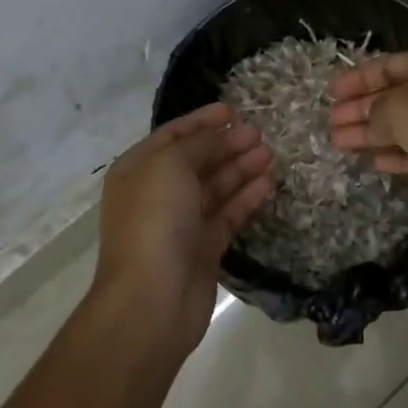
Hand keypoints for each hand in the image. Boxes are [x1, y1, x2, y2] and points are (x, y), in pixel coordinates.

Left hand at [94, 103, 272, 352]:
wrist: (151, 298)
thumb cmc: (155, 220)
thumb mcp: (171, 165)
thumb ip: (198, 144)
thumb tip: (219, 135)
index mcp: (138, 170)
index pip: (172, 136)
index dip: (201, 121)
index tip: (232, 109)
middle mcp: (156, 193)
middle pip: (196, 160)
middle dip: (226, 144)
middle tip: (258, 133)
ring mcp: (180, 223)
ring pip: (214, 187)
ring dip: (240, 168)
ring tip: (269, 154)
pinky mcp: (203, 248)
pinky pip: (227, 215)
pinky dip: (246, 199)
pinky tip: (268, 184)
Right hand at [328, 49, 407, 224]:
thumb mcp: (396, 108)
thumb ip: (374, 110)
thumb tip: (370, 119)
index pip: (391, 65)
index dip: (358, 77)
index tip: (330, 92)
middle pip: (397, 96)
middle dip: (361, 108)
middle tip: (330, 120)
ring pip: (405, 125)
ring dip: (371, 133)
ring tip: (337, 143)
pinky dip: (395, 153)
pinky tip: (371, 161)